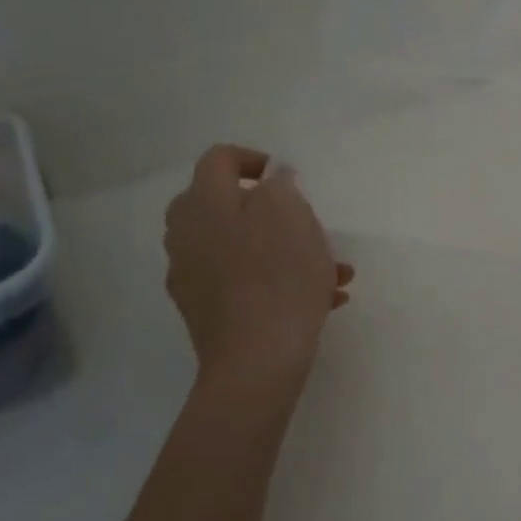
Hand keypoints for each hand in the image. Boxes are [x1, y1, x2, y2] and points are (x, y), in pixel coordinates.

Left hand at [163, 145, 353, 379]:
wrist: (257, 361)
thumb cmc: (278, 277)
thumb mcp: (290, 214)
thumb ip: (279, 185)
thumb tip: (271, 179)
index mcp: (203, 203)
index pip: (220, 159)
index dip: (256, 160)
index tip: (290, 180)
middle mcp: (186, 235)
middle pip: (228, 206)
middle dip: (274, 212)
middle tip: (308, 225)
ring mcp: (192, 276)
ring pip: (243, 247)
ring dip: (286, 251)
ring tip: (334, 271)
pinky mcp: (206, 311)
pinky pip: (244, 281)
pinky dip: (277, 281)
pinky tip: (322, 298)